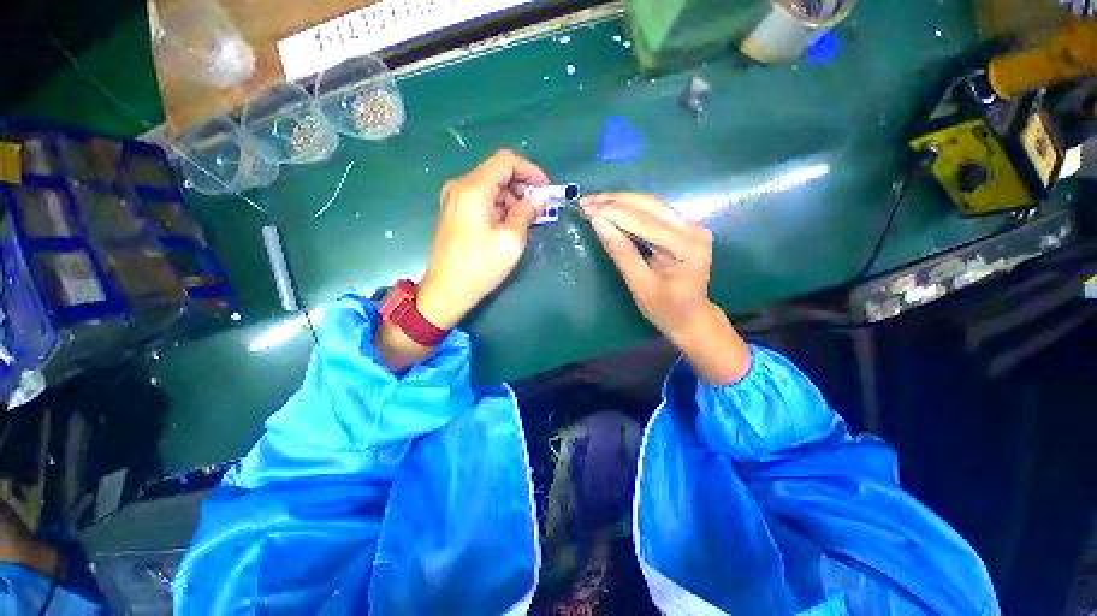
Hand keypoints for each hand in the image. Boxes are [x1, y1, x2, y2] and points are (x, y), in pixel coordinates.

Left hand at [377, 150, 547, 370]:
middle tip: (539, 209)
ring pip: (490, 186)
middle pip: (497, 172)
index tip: (546, 190)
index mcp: (474, 188)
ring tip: (527, 221)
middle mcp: (460, 186)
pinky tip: (510, 224)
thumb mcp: (511, 240)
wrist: (447, 290)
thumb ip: (527, 212)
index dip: (530, 171)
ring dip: (512, 198)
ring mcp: (454, 199)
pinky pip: (481, 199)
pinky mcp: (454, 212)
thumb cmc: (481, 266)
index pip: (506, 161)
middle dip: (522, 186)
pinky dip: (499, 206)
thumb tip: (540, 198)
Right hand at [581, 193, 749, 384]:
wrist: (692, 318)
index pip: (643, 221)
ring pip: (651, 204)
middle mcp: (693, 229)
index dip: (612, 212)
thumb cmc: (666, 310)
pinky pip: (655, 212)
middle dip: (614, 201)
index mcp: (686, 247)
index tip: (585, 207)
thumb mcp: (640, 286)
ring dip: (621, 201)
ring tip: (594, 202)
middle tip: (586, 201)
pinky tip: (612, 208)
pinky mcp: (685, 227)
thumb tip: (598, 223)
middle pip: (649, 205)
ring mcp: (692, 226)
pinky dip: (631, 209)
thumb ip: (621, 252)